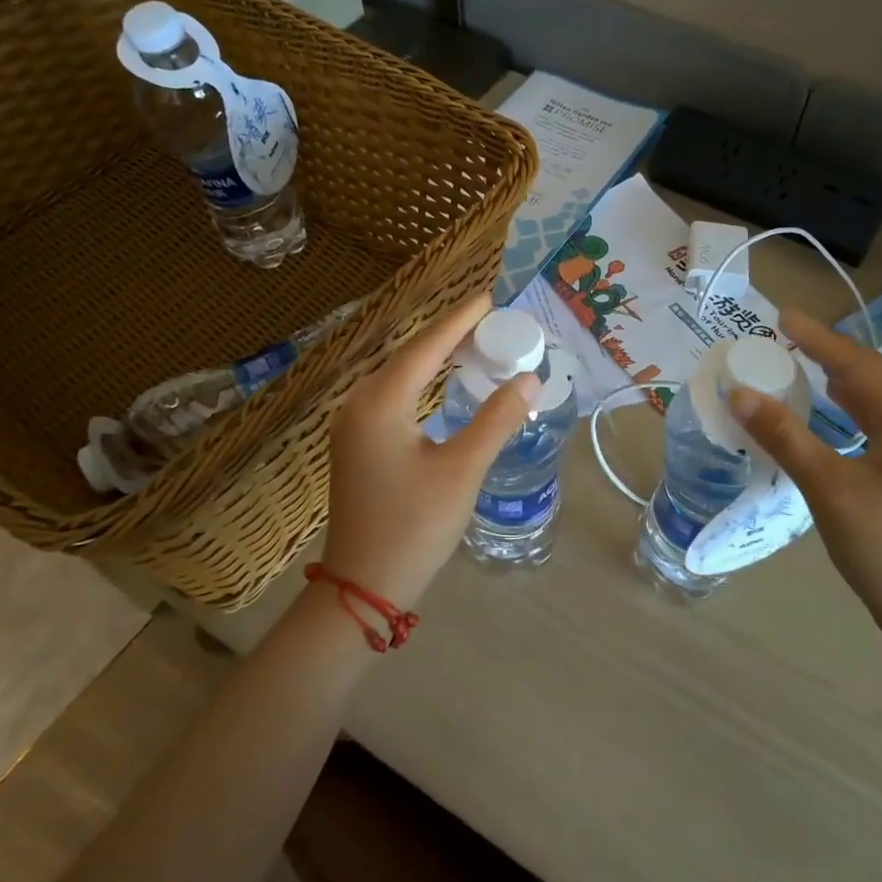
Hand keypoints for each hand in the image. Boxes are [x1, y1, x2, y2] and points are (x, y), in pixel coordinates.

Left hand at [319, 293, 540, 610]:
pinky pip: (393, 397)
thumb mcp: (462, 471)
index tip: (489, 297)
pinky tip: (444, 385)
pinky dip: (423, 383)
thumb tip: (529, 380)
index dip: (460, 320)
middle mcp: (359, 404)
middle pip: (410, 356)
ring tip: (475, 345)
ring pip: (400, 377)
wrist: (363, 585)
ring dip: (436, 359)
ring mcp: (353, 425)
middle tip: (493, 322)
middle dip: (450, 335)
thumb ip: (496, 420)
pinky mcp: (357, 444)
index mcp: (380, 403)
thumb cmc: (414, 526)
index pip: (426, 346)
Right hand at [729, 309, 881, 640]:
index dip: (817, 338)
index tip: (781, 317)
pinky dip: (850, 408)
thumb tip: (740, 392)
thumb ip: (784, 435)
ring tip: (801, 362)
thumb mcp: (827, 487)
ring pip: (877, 400)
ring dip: (839, 379)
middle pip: (871, 376)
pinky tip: (832, 408)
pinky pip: (880, 422)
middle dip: (828, 353)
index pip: (857, 365)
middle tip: (785, 337)